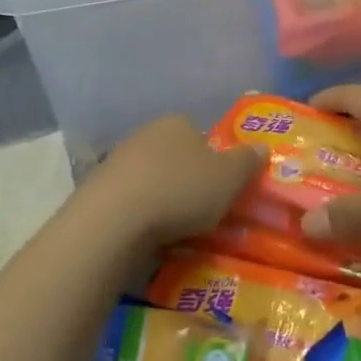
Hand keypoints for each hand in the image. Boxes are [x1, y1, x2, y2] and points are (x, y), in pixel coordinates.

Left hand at [85, 115, 266, 249]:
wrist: (113, 219)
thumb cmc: (180, 190)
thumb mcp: (229, 177)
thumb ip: (247, 161)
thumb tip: (262, 147)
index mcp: (178, 123)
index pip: (201, 137)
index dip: (214, 162)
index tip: (220, 190)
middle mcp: (146, 133)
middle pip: (175, 157)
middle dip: (186, 181)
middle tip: (200, 213)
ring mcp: (118, 160)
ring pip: (151, 179)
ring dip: (161, 200)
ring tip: (174, 231)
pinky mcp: (98, 189)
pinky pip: (129, 201)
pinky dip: (139, 216)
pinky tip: (146, 237)